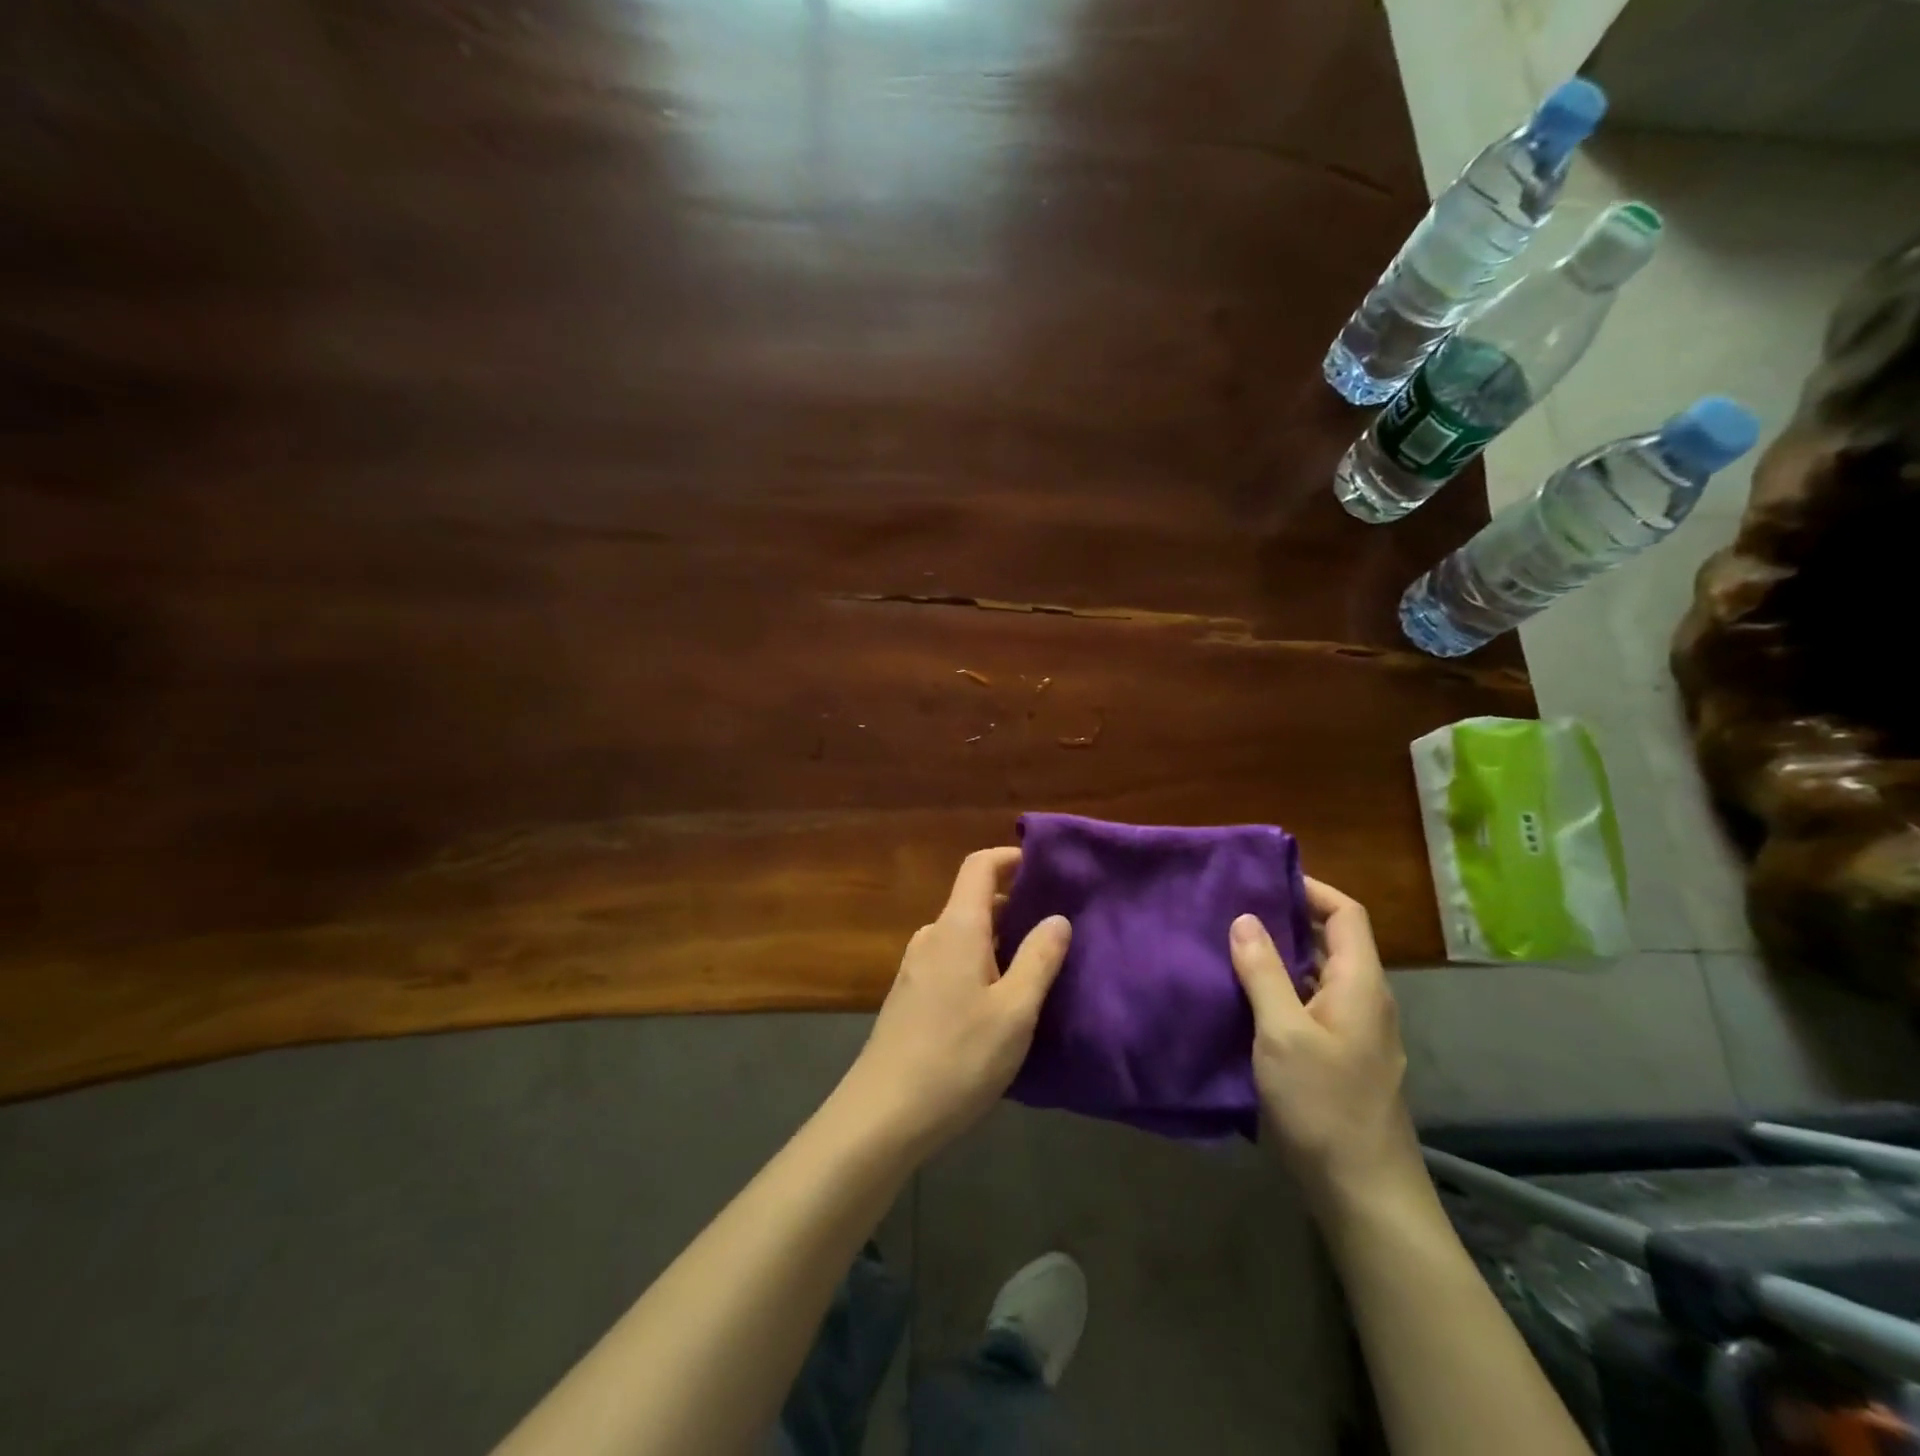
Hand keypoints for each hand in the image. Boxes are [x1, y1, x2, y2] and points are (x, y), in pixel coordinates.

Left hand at [842, 848, 1070, 1155]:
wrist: (883, 1114)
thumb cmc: (958, 1057)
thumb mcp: (1015, 1011)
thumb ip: (1039, 959)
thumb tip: (1057, 918)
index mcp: (957, 928)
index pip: (979, 867)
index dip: (1010, 857)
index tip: (1045, 867)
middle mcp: (932, 937)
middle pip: (974, 901)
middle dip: (1014, 905)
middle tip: (1055, 927)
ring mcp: (916, 967)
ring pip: (964, 935)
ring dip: (999, 939)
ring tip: (1036, 966)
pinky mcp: (910, 996)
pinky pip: (952, 961)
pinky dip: (980, 963)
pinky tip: (1000, 1000)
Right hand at [1229, 878, 1423, 1210]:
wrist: (1364, 1192)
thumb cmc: (1324, 1104)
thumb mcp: (1283, 1033)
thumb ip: (1263, 972)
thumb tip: (1244, 918)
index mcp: (1360, 983)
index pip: (1346, 914)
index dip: (1311, 888)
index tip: (1264, 879)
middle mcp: (1365, 999)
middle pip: (1334, 940)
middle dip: (1289, 918)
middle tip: (1235, 907)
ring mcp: (1356, 1031)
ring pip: (1320, 973)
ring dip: (1282, 954)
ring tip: (1231, 945)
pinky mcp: (1342, 1056)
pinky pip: (1313, 1003)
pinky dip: (1283, 987)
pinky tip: (1245, 997)